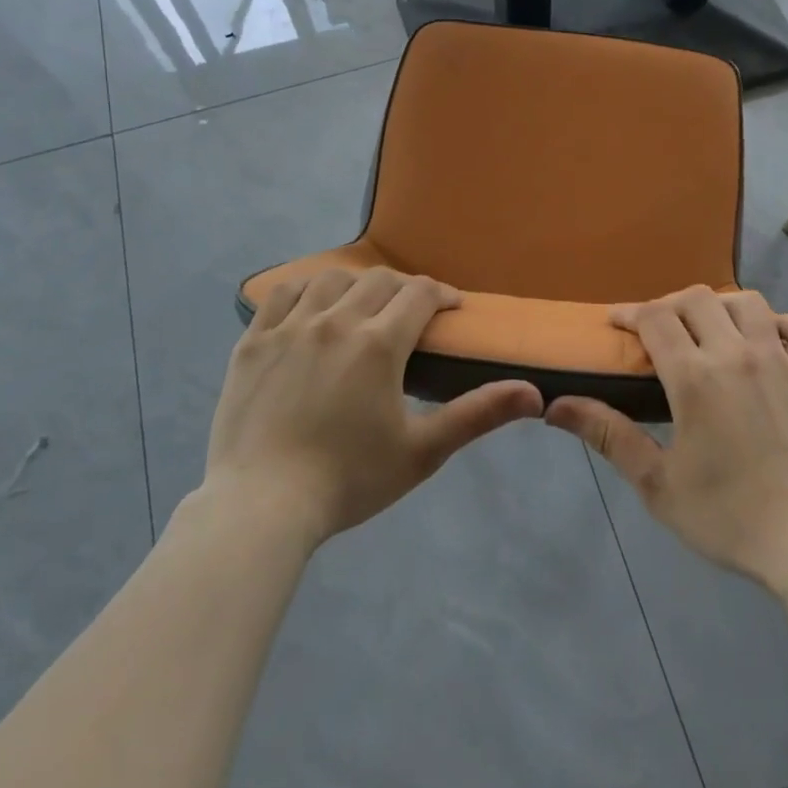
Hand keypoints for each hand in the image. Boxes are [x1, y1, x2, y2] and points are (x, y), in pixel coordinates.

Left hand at [207, 267, 542, 543]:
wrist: (261, 508)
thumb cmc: (348, 481)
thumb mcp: (422, 452)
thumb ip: (477, 414)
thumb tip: (534, 393)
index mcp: (379, 343)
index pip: (419, 294)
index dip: (441, 294)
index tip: (451, 307)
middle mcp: (336, 321)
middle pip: (379, 280)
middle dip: (404, 288)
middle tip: (412, 312)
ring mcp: (289, 328)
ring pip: (330, 279)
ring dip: (356, 284)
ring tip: (362, 305)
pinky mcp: (253, 342)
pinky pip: (281, 295)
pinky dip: (303, 290)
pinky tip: (311, 306)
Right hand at [547, 287, 787, 591]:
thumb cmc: (727, 516)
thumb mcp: (656, 483)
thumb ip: (608, 435)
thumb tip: (555, 407)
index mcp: (694, 376)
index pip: (655, 317)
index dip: (629, 313)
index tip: (614, 323)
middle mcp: (736, 354)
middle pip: (696, 299)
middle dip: (668, 305)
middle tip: (655, 333)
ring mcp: (778, 361)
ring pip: (747, 302)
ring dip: (719, 307)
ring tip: (705, 331)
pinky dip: (781, 325)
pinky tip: (766, 341)